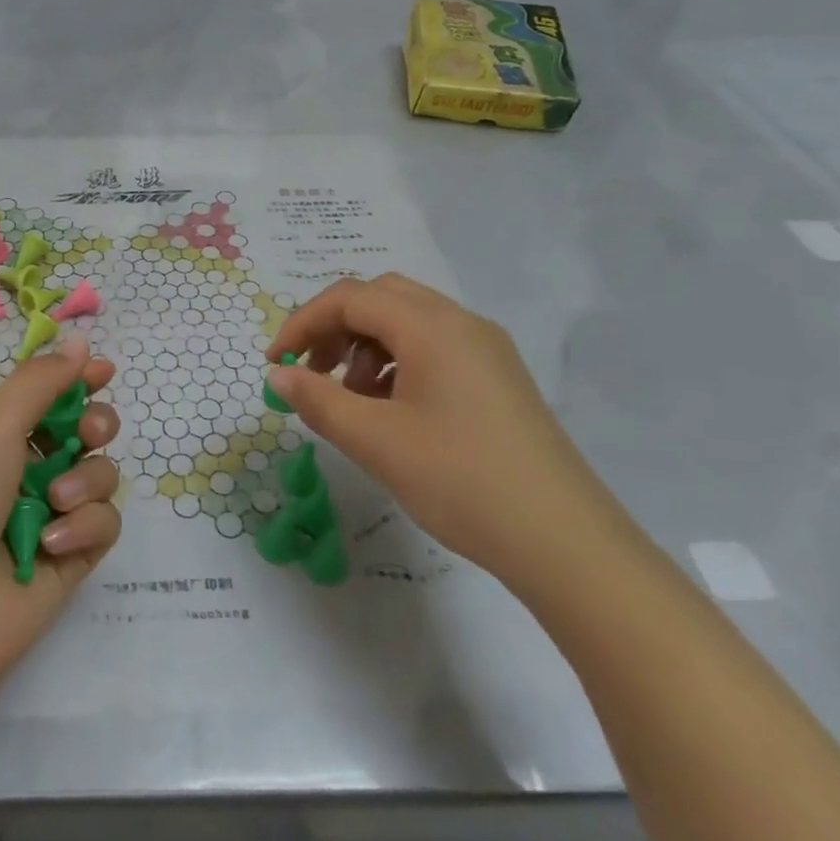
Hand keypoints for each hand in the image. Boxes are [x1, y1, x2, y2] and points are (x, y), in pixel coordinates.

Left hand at [0, 337, 120, 825]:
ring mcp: (49, 517)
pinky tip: (55, 541)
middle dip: (95, 424)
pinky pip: (104, 525)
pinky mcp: (71, 560)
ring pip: (100, 476)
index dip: (76, 381)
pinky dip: (85, 526)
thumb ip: (42, 383)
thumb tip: (81, 343)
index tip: (103, 371)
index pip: (46, 398)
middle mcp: (23, 472)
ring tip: (56, 501)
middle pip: (84, 433)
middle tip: (90, 431)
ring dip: (87, 479)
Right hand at [267, 274, 621, 582]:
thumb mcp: (375, 441)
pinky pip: (434, 349)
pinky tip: (390, 412)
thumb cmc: (460, 481)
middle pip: (382, 298)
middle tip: (312, 372)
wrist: (564, 542)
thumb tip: (278, 375)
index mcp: (432, 327)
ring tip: (351, 400)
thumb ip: (318, 400)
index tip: (275, 363)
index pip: (351, 298)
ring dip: (366, 347)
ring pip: (409, 323)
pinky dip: (397, 365)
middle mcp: (462, 323)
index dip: (303, 323)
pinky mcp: (498, 379)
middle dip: (336, 328)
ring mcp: (486, 350)